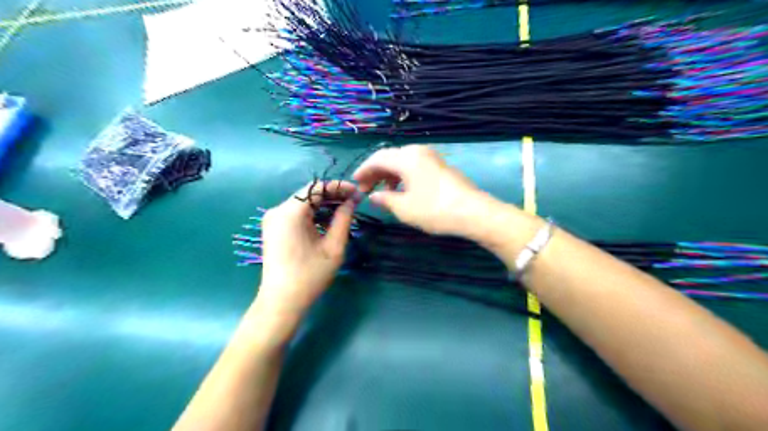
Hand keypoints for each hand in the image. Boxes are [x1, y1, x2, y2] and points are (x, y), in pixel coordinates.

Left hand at [255, 180, 356, 322]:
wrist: (281, 302)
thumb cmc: (310, 275)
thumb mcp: (333, 247)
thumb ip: (344, 219)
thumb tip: (353, 200)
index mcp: (290, 212)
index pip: (317, 187)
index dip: (339, 186)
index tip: (357, 192)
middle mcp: (277, 210)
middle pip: (308, 193)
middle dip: (332, 195)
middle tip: (354, 201)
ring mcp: (273, 219)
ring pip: (302, 203)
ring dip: (323, 204)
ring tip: (345, 211)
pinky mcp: (273, 229)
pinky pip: (296, 213)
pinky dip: (312, 214)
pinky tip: (327, 222)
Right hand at [354, 146, 491, 237]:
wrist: (473, 212)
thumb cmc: (434, 209)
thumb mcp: (404, 208)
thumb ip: (385, 199)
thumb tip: (373, 196)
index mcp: (406, 157)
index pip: (377, 158)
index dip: (364, 170)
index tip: (355, 183)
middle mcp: (418, 151)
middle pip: (390, 158)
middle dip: (376, 173)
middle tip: (366, 190)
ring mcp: (431, 157)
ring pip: (403, 162)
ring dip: (389, 175)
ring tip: (383, 192)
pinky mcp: (440, 166)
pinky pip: (415, 166)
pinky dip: (403, 176)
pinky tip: (402, 190)